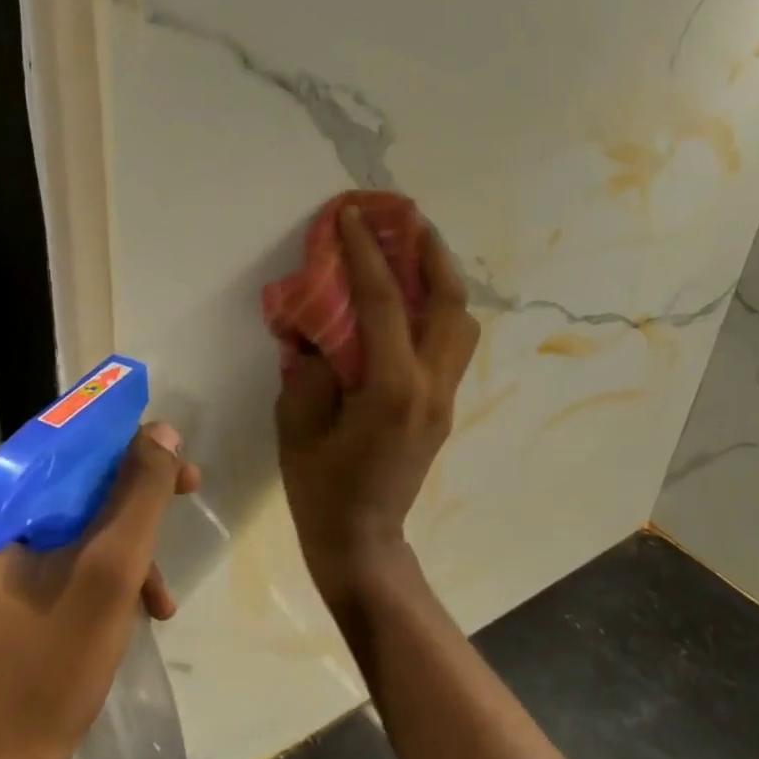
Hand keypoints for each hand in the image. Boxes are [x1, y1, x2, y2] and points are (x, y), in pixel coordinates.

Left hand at [0, 424, 198, 758]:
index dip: (123, 443)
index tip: (174, 460)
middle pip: (68, 477)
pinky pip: (60, 550)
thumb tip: (164, 431)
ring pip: (71, 515)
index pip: (58, 440)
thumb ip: (140, 493)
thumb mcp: (109, 570)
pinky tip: (143, 605)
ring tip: (160, 590)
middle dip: (131, 500)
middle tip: (187, 496)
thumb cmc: (47, 666)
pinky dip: (102, 569)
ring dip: (124, 543)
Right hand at [275, 204, 479, 609]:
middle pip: (449, 303)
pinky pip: (450, 344)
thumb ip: (310, 367)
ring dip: (443, 280)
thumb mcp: (297, 425)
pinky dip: (438, 310)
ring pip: (461, 322)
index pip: (383, 303)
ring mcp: (444, 397)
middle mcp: (430, 385)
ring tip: (416, 252)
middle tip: (409, 219)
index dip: (365, 253)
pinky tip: (412, 301)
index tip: (351, 216)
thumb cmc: (322, 489)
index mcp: (392, 388)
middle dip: (430, 253)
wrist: (363, 542)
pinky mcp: (443, 407)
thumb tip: (320, 328)